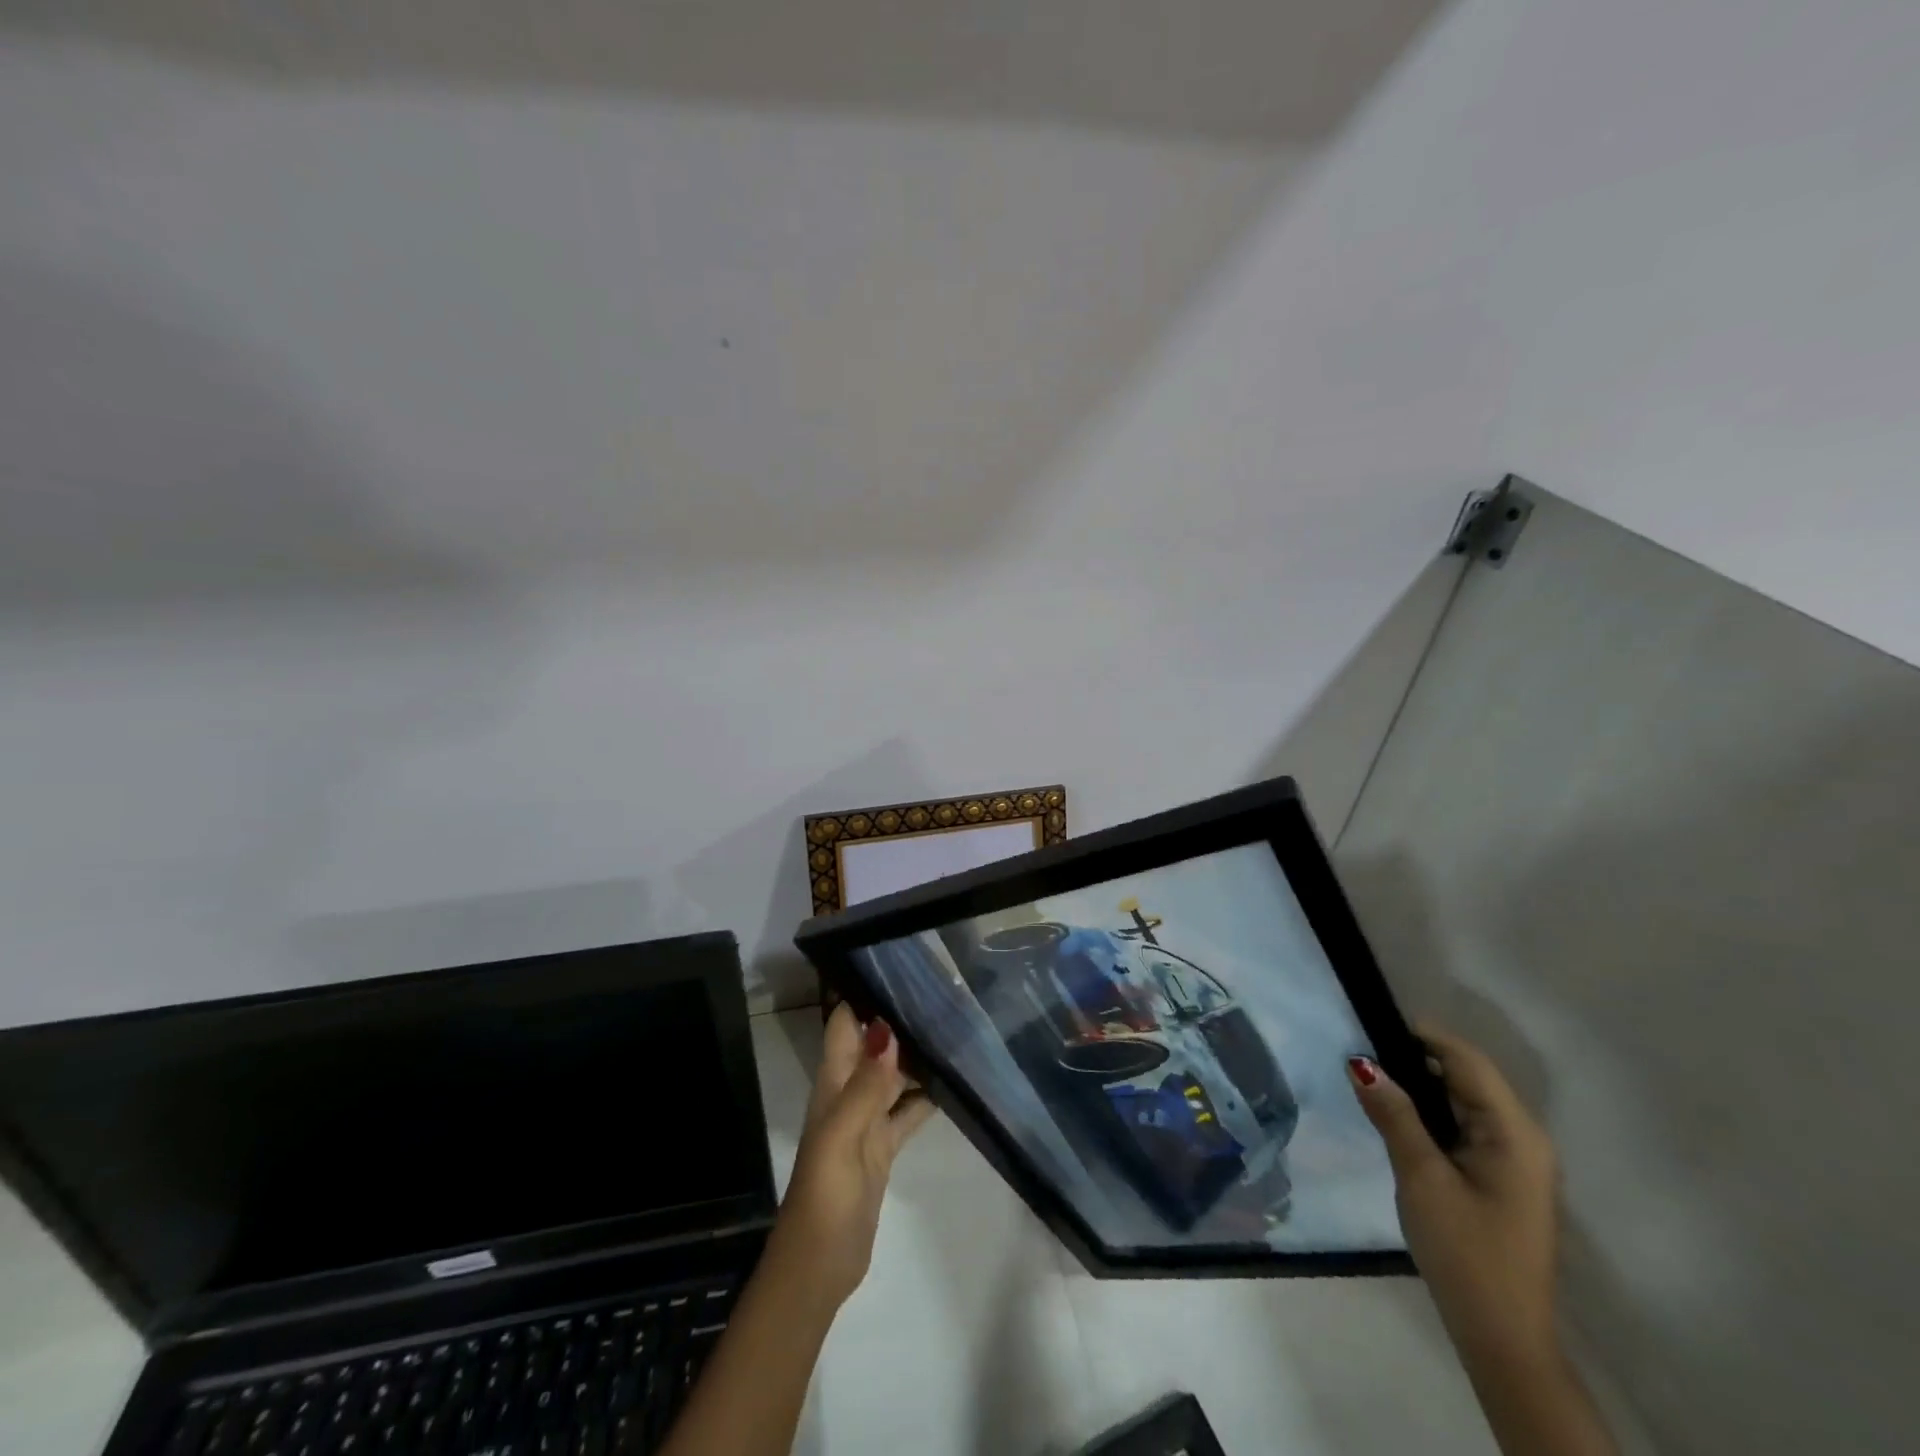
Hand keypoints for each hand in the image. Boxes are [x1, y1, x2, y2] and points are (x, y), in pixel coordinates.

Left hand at [767, 1003, 935, 1310]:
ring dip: (918, 1056)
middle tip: (946, 994)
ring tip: (957, 1028)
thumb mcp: (843, 1134)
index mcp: (833, 1082)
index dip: (866, 994)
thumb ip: (866, 1083)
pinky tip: (954, 1083)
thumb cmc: (825, 1193)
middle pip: (875, 1045)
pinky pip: (908, 1110)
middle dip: (901, 1020)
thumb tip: (886, 1027)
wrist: (820, 1264)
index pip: (845, 1023)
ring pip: (894, 1075)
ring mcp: (868, 1120)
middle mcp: (849, 1092)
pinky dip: (926, 1096)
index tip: (903, 968)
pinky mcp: (884, 1146)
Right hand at [1349, 1028, 1559, 1368]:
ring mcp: (1515, 1160)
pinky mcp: (1500, 1178)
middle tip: (1363, 1047)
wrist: (1502, 1336)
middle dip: (1417, 1057)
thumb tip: (1361, 1062)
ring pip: (1464, 1100)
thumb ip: (1393, 1114)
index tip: (1373, 1019)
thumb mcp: (1421, 1177)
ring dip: (1422, 1084)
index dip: (1423, 1035)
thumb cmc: (1465, 1251)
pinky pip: (1464, 1125)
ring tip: (1372, 1073)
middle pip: (1468, 1077)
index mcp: (1514, 1133)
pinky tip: (1398, 1113)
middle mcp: (1523, 1138)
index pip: (1467, 1061)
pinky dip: (1431, 1111)